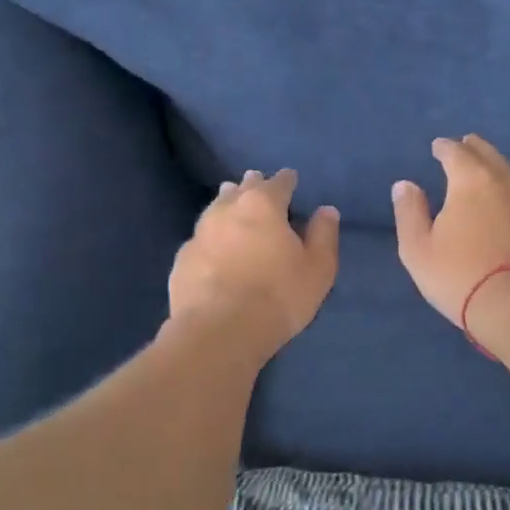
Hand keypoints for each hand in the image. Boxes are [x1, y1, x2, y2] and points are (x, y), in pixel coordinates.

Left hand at [169, 169, 339, 360]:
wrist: (219, 331)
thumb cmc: (278, 296)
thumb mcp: (318, 269)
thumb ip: (323, 235)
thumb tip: (326, 211)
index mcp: (263, 205)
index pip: (278, 183)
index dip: (287, 180)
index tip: (291, 179)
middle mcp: (227, 209)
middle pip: (242, 188)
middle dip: (252, 185)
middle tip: (257, 184)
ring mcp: (200, 233)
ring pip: (216, 208)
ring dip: (227, 204)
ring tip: (232, 204)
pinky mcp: (182, 258)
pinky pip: (201, 238)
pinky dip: (211, 237)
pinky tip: (213, 246)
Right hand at [392, 136, 509, 334]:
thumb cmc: (458, 275)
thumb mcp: (417, 248)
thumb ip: (410, 212)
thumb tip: (405, 185)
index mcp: (470, 182)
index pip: (456, 153)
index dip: (444, 147)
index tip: (437, 146)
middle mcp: (504, 184)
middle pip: (490, 156)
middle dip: (475, 148)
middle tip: (466, 143)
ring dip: (497, 170)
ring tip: (487, 173)